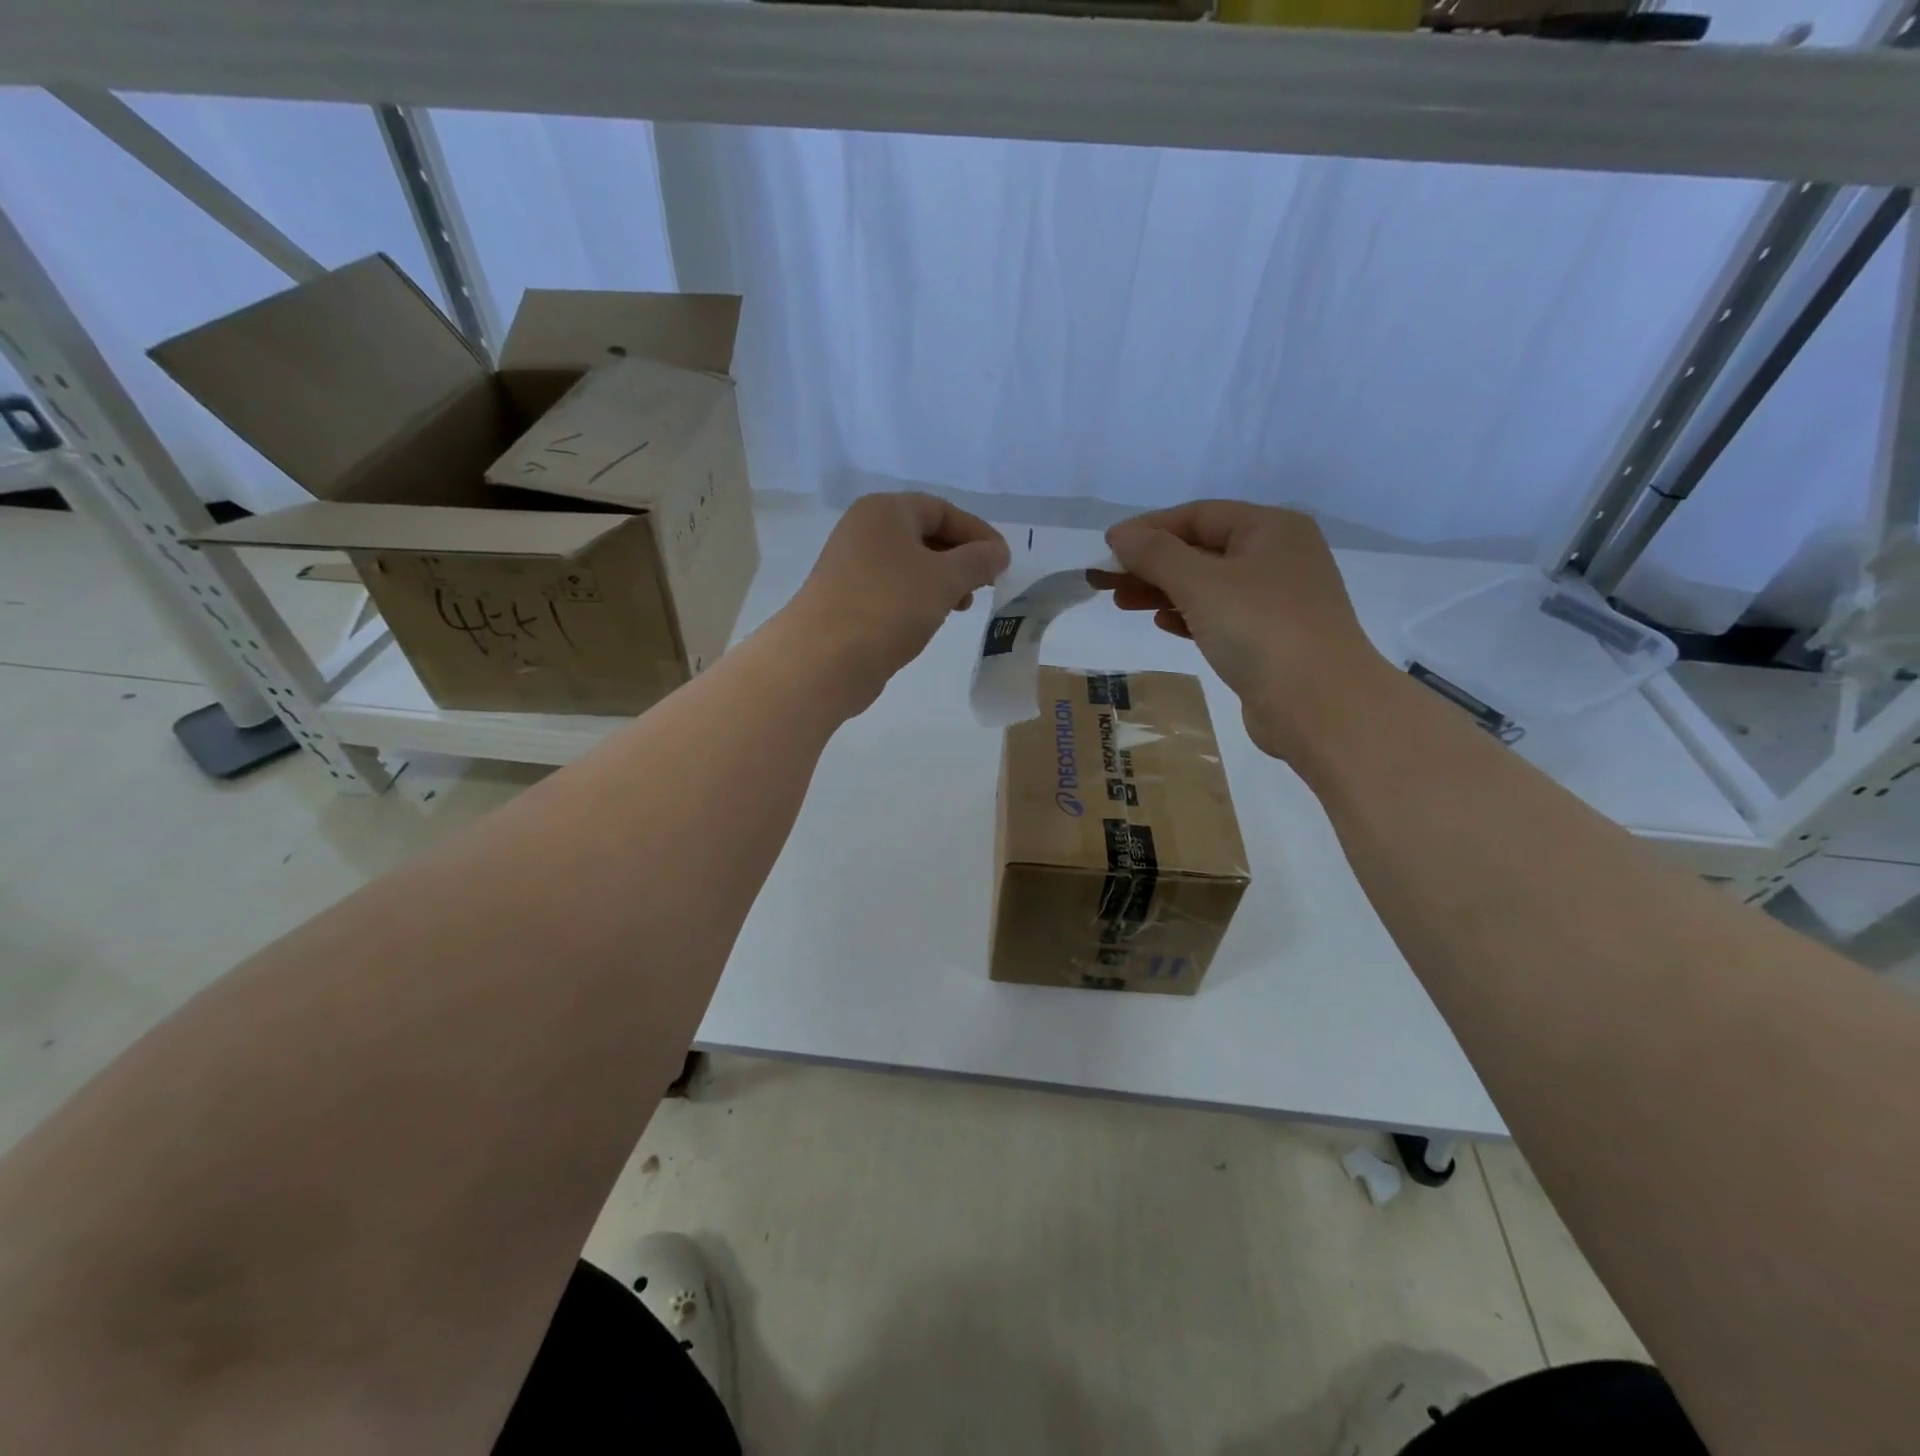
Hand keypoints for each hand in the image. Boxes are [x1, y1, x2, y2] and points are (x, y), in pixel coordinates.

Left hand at [785, 492, 1009, 711]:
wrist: (824, 658)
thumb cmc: (888, 606)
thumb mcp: (944, 579)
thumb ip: (977, 561)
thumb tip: (998, 552)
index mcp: (884, 511)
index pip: (941, 509)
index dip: (976, 532)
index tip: (1002, 561)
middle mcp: (864, 531)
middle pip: (924, 535)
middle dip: (960, 559)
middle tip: (985, 585)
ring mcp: (851, 566)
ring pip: (909, 566)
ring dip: (941, 582)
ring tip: (961, 606)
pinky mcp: (847, 600)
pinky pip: (893, 590)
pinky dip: (918, 600)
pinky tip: (931, 620)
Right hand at [1095, 501, 1389, 759]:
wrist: (1320, 705)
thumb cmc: (1260, 630)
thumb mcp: (1201, 584)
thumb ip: (1156, 554)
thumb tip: (1120, 534)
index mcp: (1271, 528)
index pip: (1198, 515)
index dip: (1148, 529)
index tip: (1107, 548)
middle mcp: (1279, 555)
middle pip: (1202, 549)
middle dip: (1152, 563)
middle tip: (1106, 581)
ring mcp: (1278, 599)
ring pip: (1209, 585)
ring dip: (1164, 591)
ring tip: (1123, 603)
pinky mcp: (1273, 637)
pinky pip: (1221, 615)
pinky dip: (1189, 615)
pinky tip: (1163, 624)